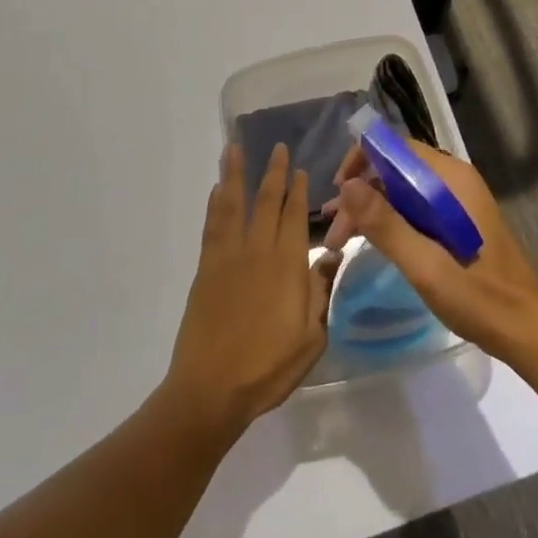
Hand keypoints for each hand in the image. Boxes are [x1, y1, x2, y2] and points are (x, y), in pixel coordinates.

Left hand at [161, 144, 340, 434]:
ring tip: (234, 148)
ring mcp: (229, 257)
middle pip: (267, 202)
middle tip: (277, 147)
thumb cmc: (267, 368)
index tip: (301, 169)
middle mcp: (259, 251)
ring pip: (234, 205)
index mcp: (288, 265)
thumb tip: (331, 255)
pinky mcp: (207, 270)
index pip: (296, 216)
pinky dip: (215, 205)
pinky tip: (217, 190)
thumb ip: (320, 292)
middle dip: (274, 172)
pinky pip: (213, 227)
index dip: (298, 191)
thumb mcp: (311, 338)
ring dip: (235, 175)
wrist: (211, 390)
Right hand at [322, 140, 537, 364]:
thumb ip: (386, 224)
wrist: (527, 330)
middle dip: (362, 193)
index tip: (337, 193)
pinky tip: (372, 243)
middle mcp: (454, 180)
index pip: (398, 147)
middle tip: (334, 233)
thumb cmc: (480, 297)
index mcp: (451, 179)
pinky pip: (415, 207)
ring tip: (340, 241)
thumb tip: (348, 186)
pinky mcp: (457, 221)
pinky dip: (390, 220)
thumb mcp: (426, 265)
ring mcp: (457, 200)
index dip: (362, 160)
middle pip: (397, 168)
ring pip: (403, 190)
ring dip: (372, 209)